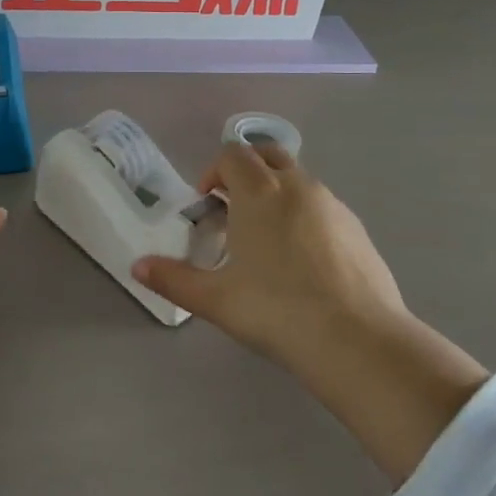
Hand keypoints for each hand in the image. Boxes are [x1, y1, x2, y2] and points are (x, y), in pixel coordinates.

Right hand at [132, 142, 488, 484]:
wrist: (357, 340)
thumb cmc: (276, 311)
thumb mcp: (215, 299)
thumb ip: (173, 279)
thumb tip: (137, 267)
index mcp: (259, 192)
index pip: (232, 154)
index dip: (213, 172)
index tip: (206, 205)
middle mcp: (297, 186)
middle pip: (267, 154)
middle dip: (246, 171)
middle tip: (233, 209)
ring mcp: (332, 205)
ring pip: (298, 179)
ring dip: (276, 192)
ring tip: (266, 239)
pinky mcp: (357, 228)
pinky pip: (323, 205)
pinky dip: (305, 214)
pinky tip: (303, 260)